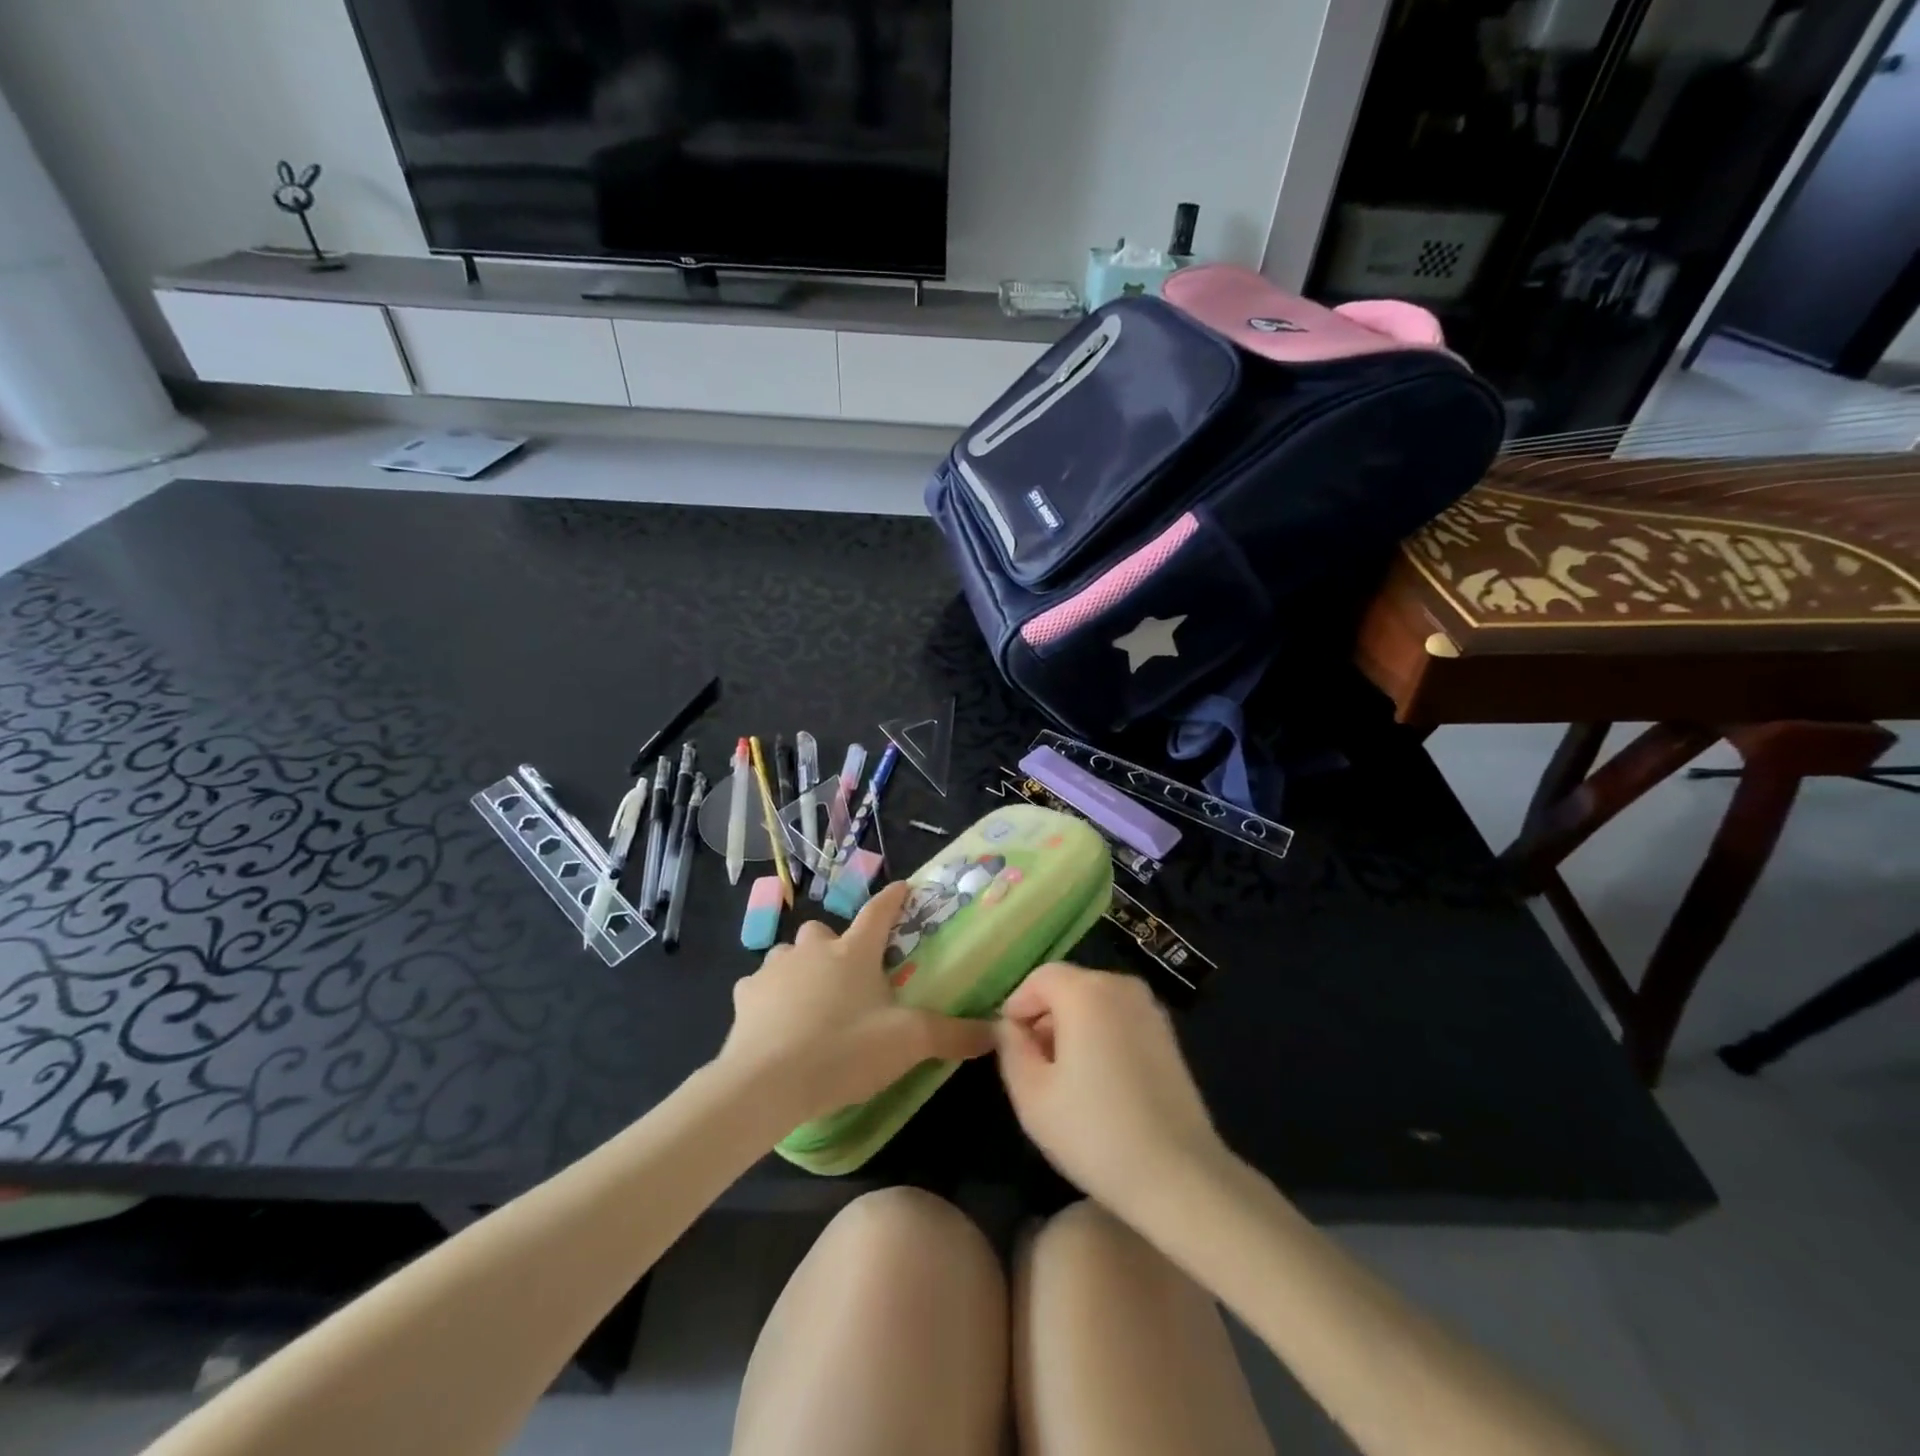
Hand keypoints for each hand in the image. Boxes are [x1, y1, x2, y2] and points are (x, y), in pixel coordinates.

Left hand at [716, 881, 995, 1127]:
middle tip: (847, 975)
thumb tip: (996, 1031)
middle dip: (835, 945)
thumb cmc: (843, 1050)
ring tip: (811, 999)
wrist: (767, 1083)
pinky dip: (769, 996)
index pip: (879, 911)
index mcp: (854, 952)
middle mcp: (813, 949)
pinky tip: (776, 1021)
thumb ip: (953, 1035)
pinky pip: (759, 985)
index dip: (893, 898)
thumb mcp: (908, 1044)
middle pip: (825, 931)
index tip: (902, 887)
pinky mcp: (746, 996)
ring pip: (789, 955)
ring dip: (800, 968)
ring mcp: (775, 969)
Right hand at [997, 963, 1227, 1215]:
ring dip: (1073, 1027)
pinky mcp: (1168, 1035)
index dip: (1017, 1006)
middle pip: (1069, 986)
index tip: (1009, 1045)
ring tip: (1064, 1078)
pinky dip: (1101, 1036)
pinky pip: (1119, 1020)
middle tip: (1032, 1065)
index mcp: (1086, 991)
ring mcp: (1150, 1009)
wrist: (1179, 1176)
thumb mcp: (1031, 1094)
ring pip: (1095, 1003)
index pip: (1040, 978)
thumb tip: (1009, 1027)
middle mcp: (1121, 986)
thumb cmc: (1095, 1132)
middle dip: (1045, 1017)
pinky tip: (1098, 1083)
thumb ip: (1011, 1048)